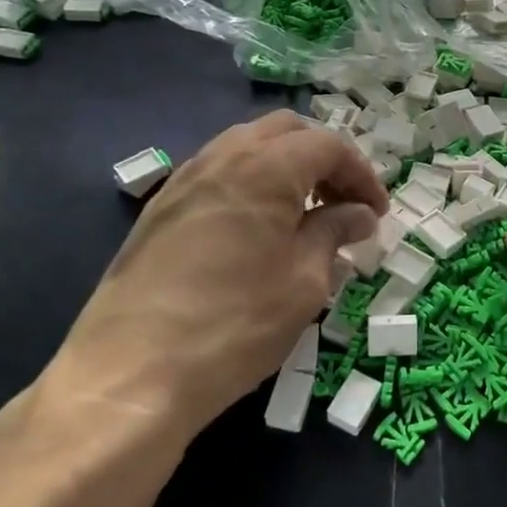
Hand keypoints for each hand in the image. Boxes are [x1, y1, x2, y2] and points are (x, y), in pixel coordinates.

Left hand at [44, 111, 386, 445]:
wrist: (129, 375)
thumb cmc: (234, 324)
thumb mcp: (304, 281)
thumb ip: (334, 233)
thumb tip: (359, 214)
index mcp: (265, 167)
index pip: (328, 146)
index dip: (361, 175)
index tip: (377, 214)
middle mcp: (222, 157)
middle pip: (285, 132)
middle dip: (323, 158)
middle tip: (343, 203)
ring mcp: (184, 180)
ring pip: (247, 147)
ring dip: (285, 167)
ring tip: (304, 214)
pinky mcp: (159, 209)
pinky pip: (217, 173)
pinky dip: (250, 183)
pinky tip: (257, 229)